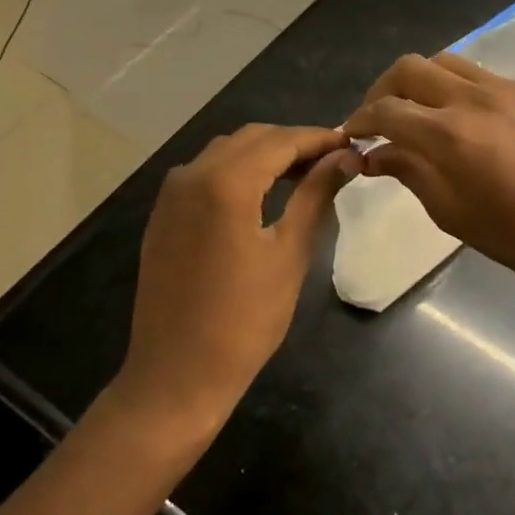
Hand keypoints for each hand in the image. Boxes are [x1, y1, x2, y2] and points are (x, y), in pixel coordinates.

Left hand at [117, 124, 359, 433]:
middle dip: (293, 143)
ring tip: (304, 174)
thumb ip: (316, 195)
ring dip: (265, 154)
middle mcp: (192, 174)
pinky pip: (205, 172)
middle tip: (332, 160)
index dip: (319, 138)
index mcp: (225, 182)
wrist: (176, 375)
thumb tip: (344, 158)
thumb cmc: (244, 321)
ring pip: (226, 151)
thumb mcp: (289, 254)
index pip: (281, 141)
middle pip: (252, 138)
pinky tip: (262, 192)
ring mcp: (171, 194)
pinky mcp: (163, 214)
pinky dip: (237, 170)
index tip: (351, 144)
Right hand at [342, 54, 514, 302]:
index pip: (386, 110)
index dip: (360, 119)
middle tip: (380, 117)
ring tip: (420, 110)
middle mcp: (474, 99)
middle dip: (384, 89)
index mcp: (449, 135)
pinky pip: (485, 78)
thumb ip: (410, 173)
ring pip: (448, 62)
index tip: (353, 134)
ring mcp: (510, 90)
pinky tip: (469, 121)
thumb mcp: (452, 213)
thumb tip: (376, 155)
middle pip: (411, 68)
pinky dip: (461, 90)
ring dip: (422, 81)